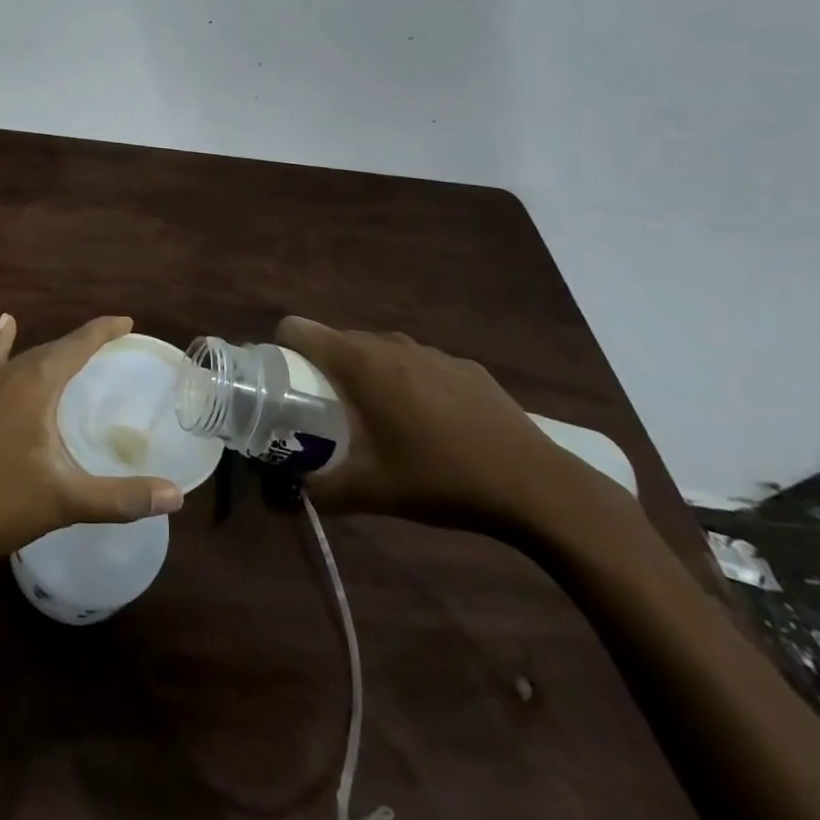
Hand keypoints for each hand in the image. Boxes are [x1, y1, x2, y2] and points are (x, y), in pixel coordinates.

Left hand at [0, 314, 183, 575]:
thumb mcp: (64, 501)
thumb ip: (121, 497)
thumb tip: (177, 495)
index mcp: (35, 383)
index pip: (78, 344)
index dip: (104, 331)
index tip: (128, 321)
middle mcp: (9, 373)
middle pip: (54, 348)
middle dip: (84, 344)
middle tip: (113, 344)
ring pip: (26, 357)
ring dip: (53, 352)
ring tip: (77, 350)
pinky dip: (3, 344)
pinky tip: (5, 325)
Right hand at [277, 315, 607, 532]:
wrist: (537, 486)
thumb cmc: (441, 479)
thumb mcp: (371, 492)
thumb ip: (320, 489)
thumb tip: (287, 492)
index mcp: (358, 362)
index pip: (297, 327)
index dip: (282, 350)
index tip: (286, 385)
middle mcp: (388, 343)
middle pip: (336, 340)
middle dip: (325, 371)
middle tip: (331, 415)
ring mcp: (430, 351)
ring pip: (378, 351)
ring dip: (368, 377)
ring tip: (382, 423)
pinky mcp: (463, 365)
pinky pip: (417, 364)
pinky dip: (409, 384)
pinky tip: (433, 427)